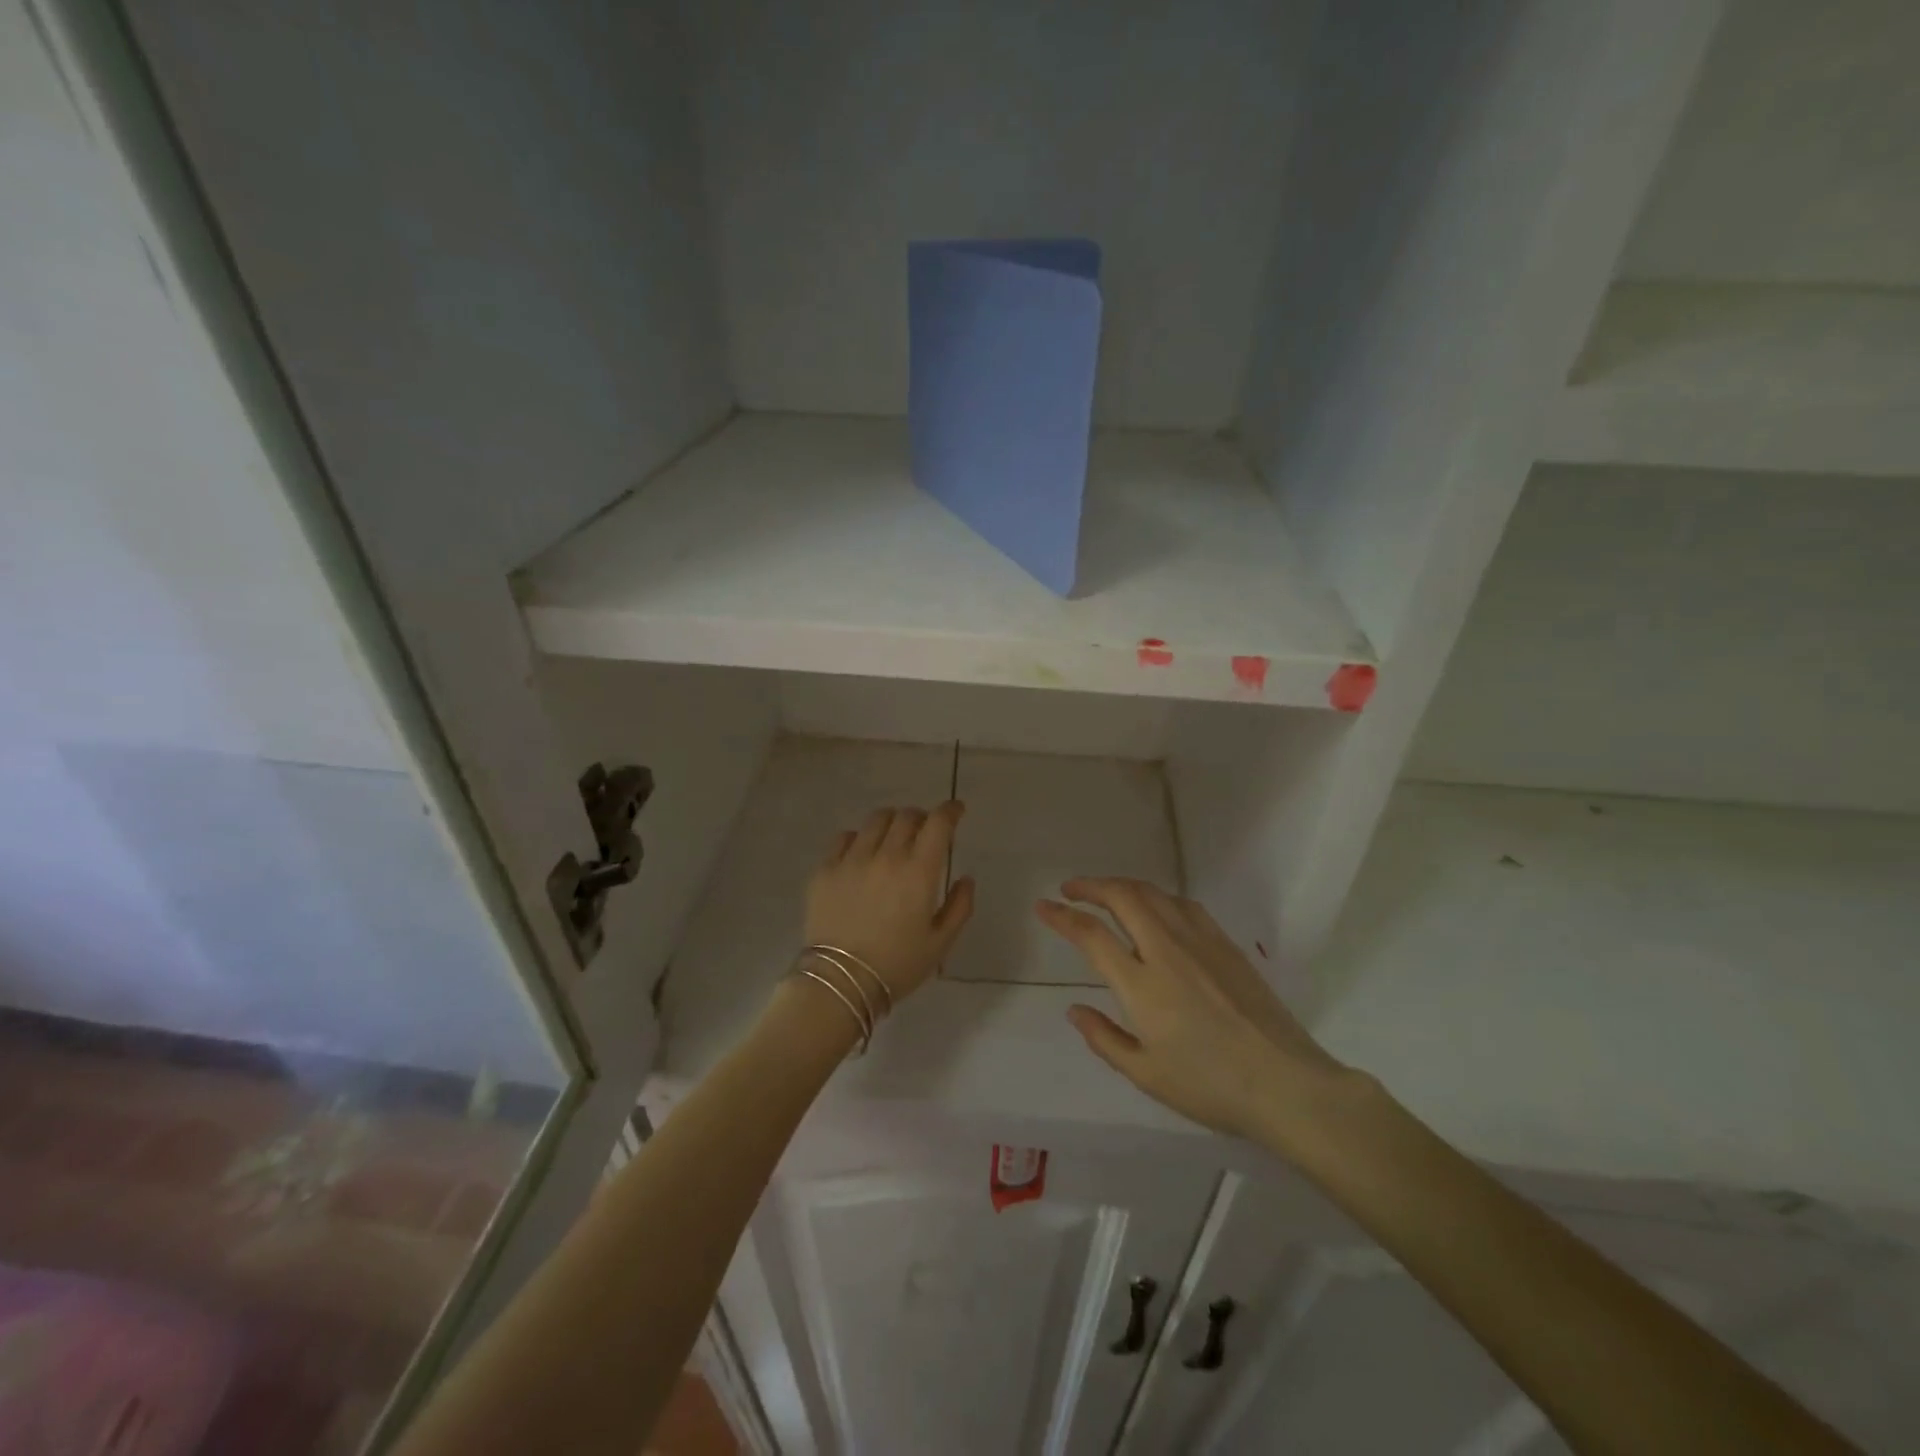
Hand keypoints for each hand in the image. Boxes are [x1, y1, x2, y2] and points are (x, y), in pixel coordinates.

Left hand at [804, 800, 974, 1003]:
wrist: (839, 983)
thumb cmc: (897, 966)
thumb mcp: (940, 943)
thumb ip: (959, 906)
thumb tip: (966, 878)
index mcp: (918, 872)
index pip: (938, 823)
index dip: (950, 811)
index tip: (956, 811)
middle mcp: (886, 856)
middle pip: (907, 816)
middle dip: (921, 818)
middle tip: (925, 830)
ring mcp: (852, 860)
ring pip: (876, 820)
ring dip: (892, 822)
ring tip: (893, 836)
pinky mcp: (825, 869)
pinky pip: (844, 837)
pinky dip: (860, 837)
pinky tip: (862, 852)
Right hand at [1036, 878, 1353, 1140]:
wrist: (1285, 1083)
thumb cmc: (1210, 1086)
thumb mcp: (1146, 1074)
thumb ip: (1105, 1038)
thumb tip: (1074, 1010)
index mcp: (1142, 984)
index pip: (1092, 935)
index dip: (1062, 916)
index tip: (1043, 907)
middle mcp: (1166, 951)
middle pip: (1123, 897)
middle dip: (1091, 886)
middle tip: (1071, 889)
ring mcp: (1200, 942)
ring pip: (1154, 894)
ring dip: (1123, 886)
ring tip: (1107, 893)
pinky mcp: (1225, 944)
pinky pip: (1183, 905)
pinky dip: (1158, 897)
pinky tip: (1156, 908)